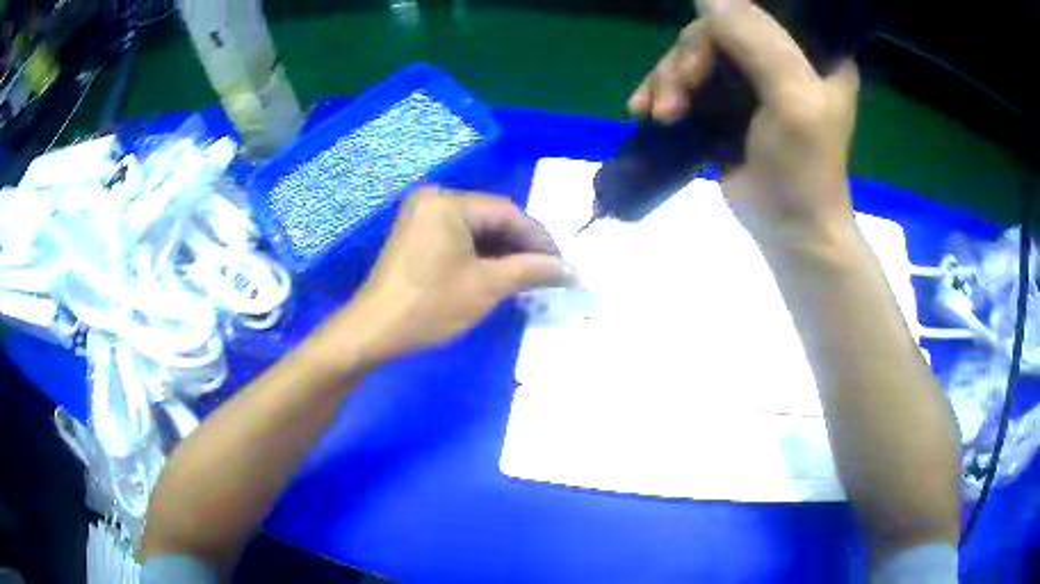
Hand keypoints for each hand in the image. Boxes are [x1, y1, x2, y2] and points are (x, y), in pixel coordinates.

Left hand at [344, 187, 573, 361]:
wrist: (374, 332)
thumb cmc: (430, 306)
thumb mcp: (486, 287)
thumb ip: (531, 271)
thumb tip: (571, 270)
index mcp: (448, 202)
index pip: (507, 213)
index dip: (540, 239)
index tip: (563, 265)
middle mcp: (434, 199)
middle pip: (492, 219)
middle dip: (522, 246)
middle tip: (549, 273)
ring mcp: (422, 217)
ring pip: (477, 230)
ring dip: (504, 252)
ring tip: (529, 277)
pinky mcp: (417, 235)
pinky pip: (459, 238)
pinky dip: (481, 255)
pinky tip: (500, 273)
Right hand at [630, 0, 859, 250]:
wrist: (789, 230)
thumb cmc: (804, 169)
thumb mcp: (793, 100)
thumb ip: (757, 41)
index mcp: (810, 50)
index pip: (755, 11)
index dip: (720, 25)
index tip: (699, 64)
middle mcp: (780, 55)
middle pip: (717, 30)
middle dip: (687, 61)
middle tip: (676, 98)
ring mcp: (750, 77)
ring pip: (694, 53)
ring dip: (668, 78)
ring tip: (660, 114)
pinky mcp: (726, 100)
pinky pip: (686, 77)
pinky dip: (662, 90)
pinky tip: (646, 109)